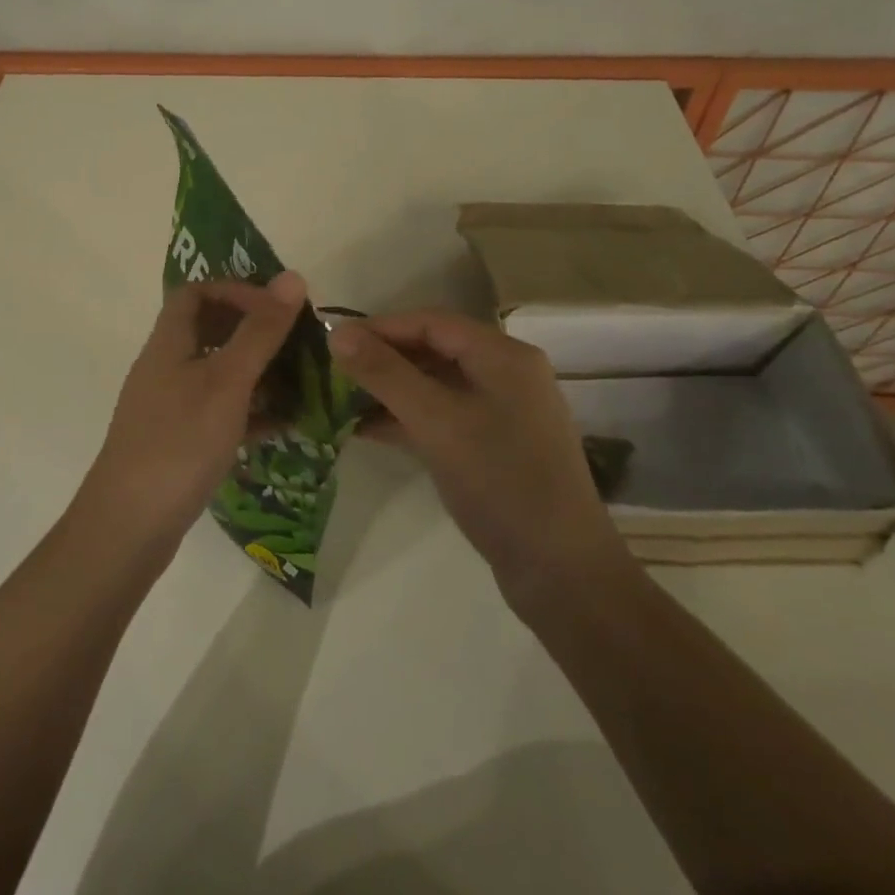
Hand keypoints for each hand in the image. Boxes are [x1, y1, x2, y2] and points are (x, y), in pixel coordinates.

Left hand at [75, 271, 307, 559]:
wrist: (129, 527)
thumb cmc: (179, 443)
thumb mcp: (226, 382)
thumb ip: (260, 332)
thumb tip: (292, 277)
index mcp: (169, 344)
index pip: (195, 293)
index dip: (235, 290)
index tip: (277, 307)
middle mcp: (166, 369)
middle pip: (210, 332)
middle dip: (255, 332)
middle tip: (297, 342)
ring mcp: (171, 408)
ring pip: (219, 374)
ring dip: (259, 373)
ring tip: (303, 382)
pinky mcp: (180, 443)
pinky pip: (221, 413)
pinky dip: (252, 411)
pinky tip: (286, 424)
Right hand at [328, 311, 633, 600]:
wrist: (561, 571)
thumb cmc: (500, 482)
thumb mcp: (436, 422)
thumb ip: (385, 374)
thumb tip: (337, 332)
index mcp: (503, 355)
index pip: (431, 322)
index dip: (381, 327)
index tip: (334, 342)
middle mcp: (506, 374)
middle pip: (433, 350)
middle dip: (383, 360)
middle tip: (333, 373)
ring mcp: (502, 412)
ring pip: (435, 386)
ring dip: (391, 391)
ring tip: (340, 401)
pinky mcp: (493, 447)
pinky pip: (443, 417)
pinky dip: (407, 419)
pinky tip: (366, 430)